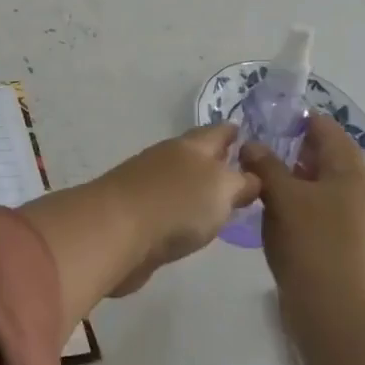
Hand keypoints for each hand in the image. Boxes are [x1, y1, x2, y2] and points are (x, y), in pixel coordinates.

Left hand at [97, 123, 260, 295]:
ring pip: (180, 179)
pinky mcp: (135, 213)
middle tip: (238, 168)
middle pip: (195, 154)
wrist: (115, 233)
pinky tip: (190, 221)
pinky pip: (166, 204)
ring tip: (219, 197)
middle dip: (215, 158)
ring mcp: (146, 185)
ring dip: (197, 184)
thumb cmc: (176, 204)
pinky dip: (181, 208)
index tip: (244, 132)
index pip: (216, 132)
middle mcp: (166, 159)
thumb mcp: (221, 188)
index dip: (231, 132)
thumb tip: (249, 177)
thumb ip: (241, 181)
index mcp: (189, 147)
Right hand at [241, 113, 364, 310]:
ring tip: (267, 190)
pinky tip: (286, 224)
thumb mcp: (281, 197)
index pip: (329, 131)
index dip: (300, 122)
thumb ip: (266, 165)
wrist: (341, 315)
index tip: (271, 121)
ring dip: (303, 187)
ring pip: (333, 193)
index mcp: (358, 173)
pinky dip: (311, 213)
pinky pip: (334, 220)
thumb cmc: (312, 242)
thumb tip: (253, 145)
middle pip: (333, 163)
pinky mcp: (363, 255)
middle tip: (262, 155)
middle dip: (299, 156)